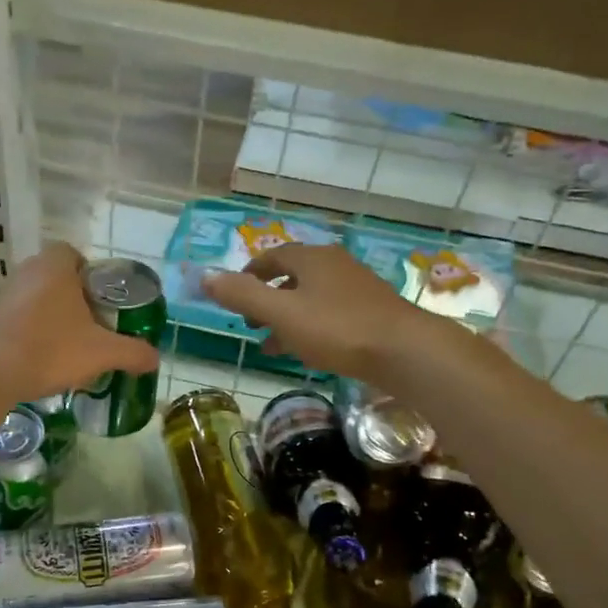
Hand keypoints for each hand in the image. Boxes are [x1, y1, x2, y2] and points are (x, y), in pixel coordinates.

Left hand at [0, 243, 159, 403]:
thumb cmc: (50, 349)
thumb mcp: (102, 352)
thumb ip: (133, 352)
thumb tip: (156, 359)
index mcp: (54, 267)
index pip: (73, 253)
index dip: (90, 274)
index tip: (103, 300)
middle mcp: (27, 273)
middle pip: (58, 278)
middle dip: (77, 300)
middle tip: (94, 326)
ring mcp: (5, 296)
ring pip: (39, 300)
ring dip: (55, 319)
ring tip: (72, 348)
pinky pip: (21, 320)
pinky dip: (35, 334)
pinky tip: (45, 361)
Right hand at [202, 243, 440, 384]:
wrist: (404, 351)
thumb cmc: (337, 328)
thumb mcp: (282, 313)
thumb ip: (242, 295)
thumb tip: (204, 276)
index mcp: (312, 258)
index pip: (273, 255)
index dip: (250, 272)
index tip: (234, 292)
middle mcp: (335, 266)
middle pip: (293, 276)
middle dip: (267, 298)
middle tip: (248, 321)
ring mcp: (357, 289)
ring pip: (311, 299)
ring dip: (287, 318)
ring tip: (268, 344)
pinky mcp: (371, 314)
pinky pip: (330, 316)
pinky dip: (309, 328)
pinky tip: (304, 353)